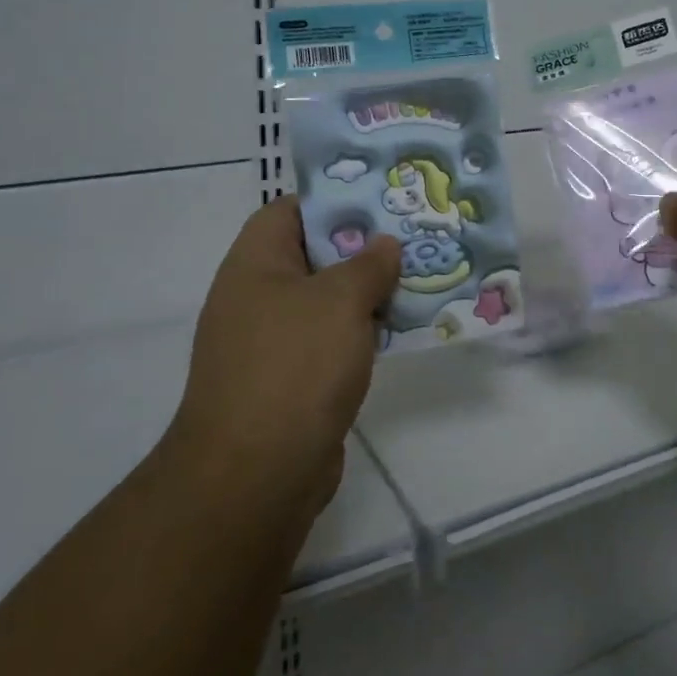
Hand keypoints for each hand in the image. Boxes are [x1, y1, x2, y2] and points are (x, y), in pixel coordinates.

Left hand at [168, 198, 400, 521]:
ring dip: (369, 293)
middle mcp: (257, 297)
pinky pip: (332, 341)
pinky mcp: (291, 382)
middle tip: (414, 237)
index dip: (334, 200)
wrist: (257, 475)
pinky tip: (403, 330)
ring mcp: (272, 343)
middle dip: (364, 247)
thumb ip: (369, 265)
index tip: (382, 200)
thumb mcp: (340, 300)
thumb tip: (385, 244)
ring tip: (421, 278)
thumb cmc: (294, 366)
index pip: (290, 210)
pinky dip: (363, 333)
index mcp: (255, 264)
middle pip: (314, 256)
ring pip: (328, 302)